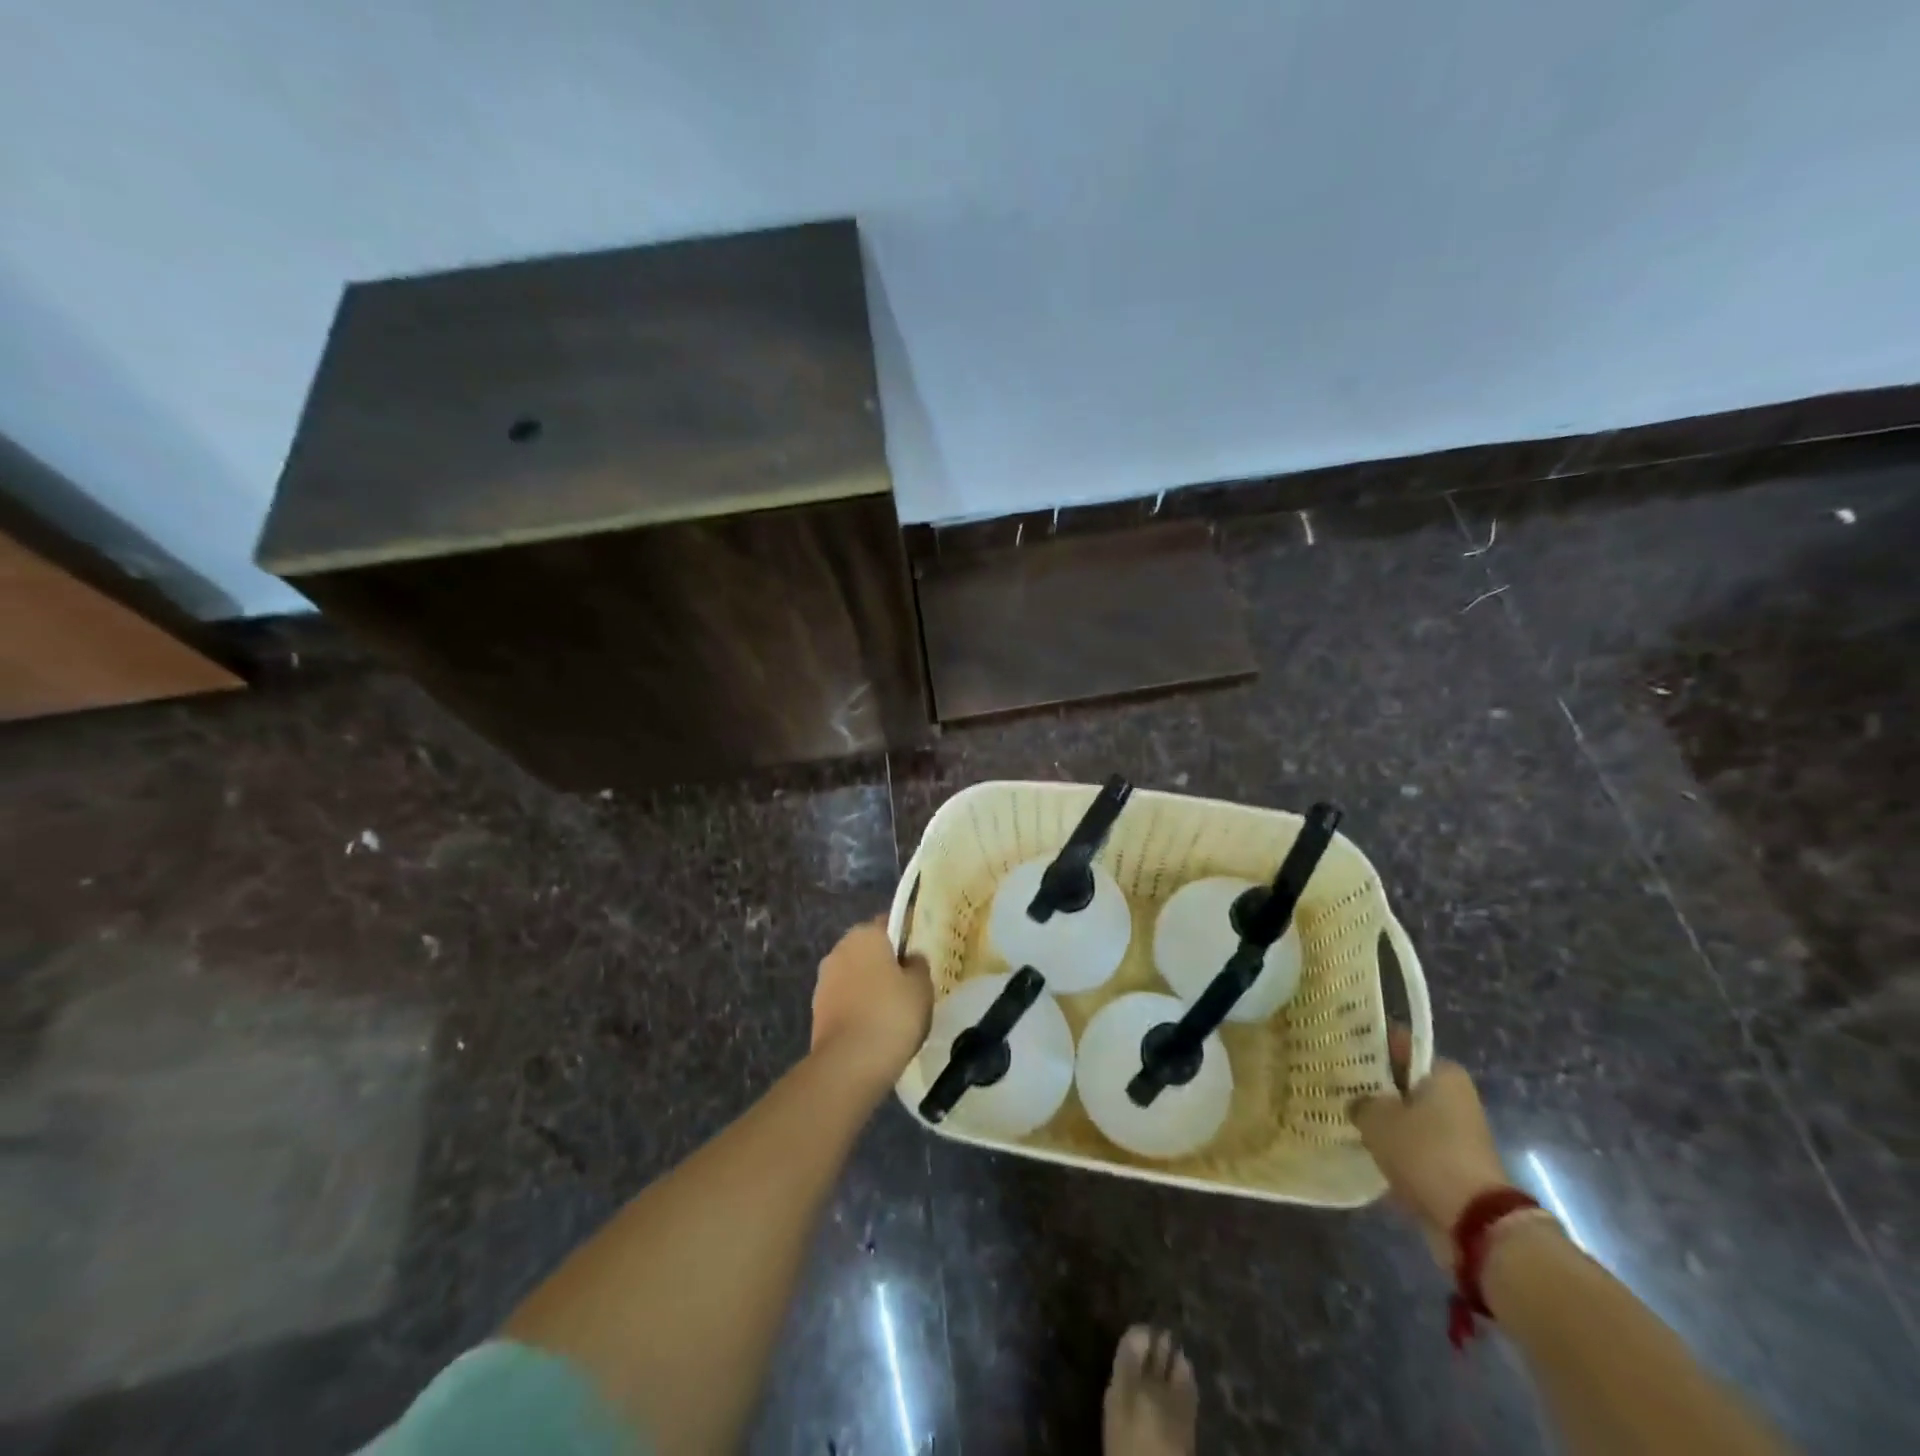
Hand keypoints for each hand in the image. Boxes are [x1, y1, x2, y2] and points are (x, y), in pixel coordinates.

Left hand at [810, 918, 933, 1088]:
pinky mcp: (817, 1010)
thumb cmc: (892, 1014)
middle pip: (869, 949)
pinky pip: (845, 1000)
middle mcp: (839, 949)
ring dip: (870, 986)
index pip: (888, 923)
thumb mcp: (922, 986)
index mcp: (865, 934)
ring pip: (855, 975)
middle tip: (909, 985)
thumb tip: (910, 959)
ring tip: (894, 1012)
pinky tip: (875, 1028)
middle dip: (885, 963)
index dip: (905, 937)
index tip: (919, 955)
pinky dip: (858, 1008)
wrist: (849, 1063)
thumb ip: (918, 965)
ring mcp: (824, 980)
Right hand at [1350, 1026, 1511, 1266]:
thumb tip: (1357, 1103)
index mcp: (1444, 1073)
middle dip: (1373, 1086)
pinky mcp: (1452, 1164)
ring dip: (1382, 1120)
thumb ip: (1360, 1101)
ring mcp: (1456, 1133)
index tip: (1339, 1049)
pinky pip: (1413, 1146)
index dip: (1367, 1045)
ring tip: (1344, 1116)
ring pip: (1406, 1116)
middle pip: (1403, 1082)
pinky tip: (1363, 1147)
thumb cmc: (1425, 1152)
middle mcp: (1454, 1097)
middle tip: (1335, 1084)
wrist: (1473, 1223)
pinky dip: (1393, 1148)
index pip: (1399, 1044)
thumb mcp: (1376, 1117)